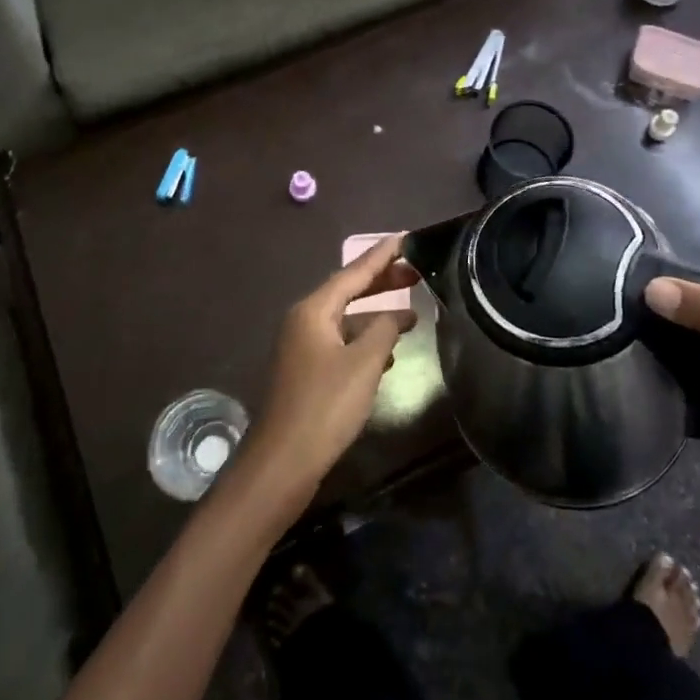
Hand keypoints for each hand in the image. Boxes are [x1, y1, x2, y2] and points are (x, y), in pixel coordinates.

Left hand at [243, 235, 418, 506]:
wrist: (283, 462)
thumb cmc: (325, 406)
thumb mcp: (364, 363)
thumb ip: (384, 330)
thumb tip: (399, 314)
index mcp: (313, 310)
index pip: (353, 272)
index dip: (381, 256)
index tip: (406, 238)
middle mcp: (304, 321)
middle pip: (347, 291)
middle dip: (382, 282)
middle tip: (416, 272)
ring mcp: (303, 347)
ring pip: (345, 318)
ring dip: (376, 313)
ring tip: (411, 311)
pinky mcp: (307, 371)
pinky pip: (341, 341)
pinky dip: (365, 339)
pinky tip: (388, 352)